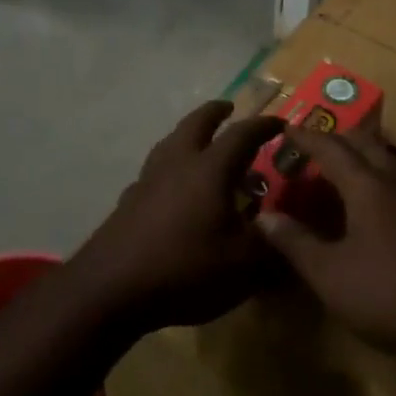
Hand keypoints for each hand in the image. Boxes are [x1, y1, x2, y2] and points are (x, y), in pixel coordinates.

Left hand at [70, 100, 282, 335]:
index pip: (241, 134)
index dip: (263, 126)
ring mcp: (148, 179)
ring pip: (171, 142)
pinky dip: (170, 167)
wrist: (111, 287)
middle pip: (196, 123)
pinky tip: (172, 187)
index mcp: (209, 168)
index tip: (280, 123)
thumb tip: (284, 232)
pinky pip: (155, 171)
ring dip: (188, 134)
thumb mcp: (242, 265)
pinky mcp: (129, 200)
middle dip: (215, 112)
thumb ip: (269, 246)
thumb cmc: (185, 268)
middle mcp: (177, 162)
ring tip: (200, 142)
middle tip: (228, 108)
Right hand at [256, 124, 395, 372]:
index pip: (331, 148)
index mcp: (368, 186)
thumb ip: (295, 242)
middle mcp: (395, 182)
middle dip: (336, 139)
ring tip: (337, 172)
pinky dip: (376, 179)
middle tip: (311, 147)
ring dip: (359, 158)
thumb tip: (264, 216)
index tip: (286, 128)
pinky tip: (370, 206)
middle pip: (364, 144)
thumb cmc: (388, 294)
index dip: (306, 137)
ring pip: (385, 161)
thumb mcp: (331, 275)